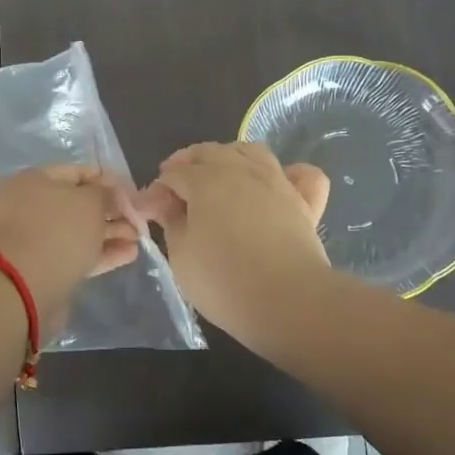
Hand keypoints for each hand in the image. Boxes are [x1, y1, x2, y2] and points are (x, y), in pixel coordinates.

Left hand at [0, 165, 140, 318]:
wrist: (24, 286)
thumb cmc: (58, 230)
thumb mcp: (89, 202)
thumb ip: (104, 193)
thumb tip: (108, 190)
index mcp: (34, 181)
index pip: (76, 172)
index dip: (106, 179)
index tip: (131, 191)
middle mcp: (31, 207)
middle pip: (78, 204)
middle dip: (111, 211)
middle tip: (139, 219)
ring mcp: (36, 240)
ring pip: (79, 231)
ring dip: (110, 233)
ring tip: (139, 239)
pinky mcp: (44, 268)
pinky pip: (76, 254)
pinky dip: (101, 253)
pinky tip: (129, 255)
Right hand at [135, 142, 331, 350]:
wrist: (288, 302)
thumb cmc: (224, 280)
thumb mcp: (181, 255)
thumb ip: (170, 221)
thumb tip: (163, 203)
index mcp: (206, 180)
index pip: (174, 174)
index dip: (157, 190)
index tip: (148, 211)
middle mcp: (242, 170)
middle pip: (209, 153)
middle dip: (187, 165)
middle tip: (176, 192)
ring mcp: (278, 182)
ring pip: (251, 152)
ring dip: (230, 157)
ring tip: (220, 178)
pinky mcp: (305, 202)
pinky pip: (303, 174)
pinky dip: (290, 173)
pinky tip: (279, 185)